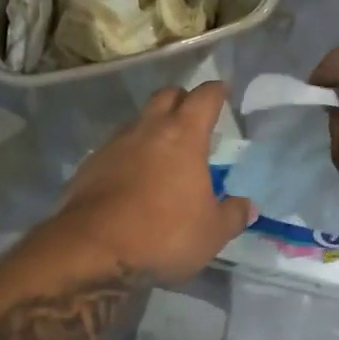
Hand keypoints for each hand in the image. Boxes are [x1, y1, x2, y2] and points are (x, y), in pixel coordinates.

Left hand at [54, 82, 252, 284]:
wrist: (91, 248)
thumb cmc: (162, 234)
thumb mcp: (211, 233)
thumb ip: (232, 216)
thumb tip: (248, 207)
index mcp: (183, 136)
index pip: (204, 98)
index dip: (216, 92)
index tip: (223, 92)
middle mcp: (147, 130)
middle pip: (166, 97)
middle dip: (182, 100)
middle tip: (193, 118)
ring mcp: (113, 145)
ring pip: (138, 122)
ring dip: (152, 129)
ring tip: (163, 153)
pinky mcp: (90, 166)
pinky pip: (115, 150)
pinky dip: (129, 156)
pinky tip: (133, 179)